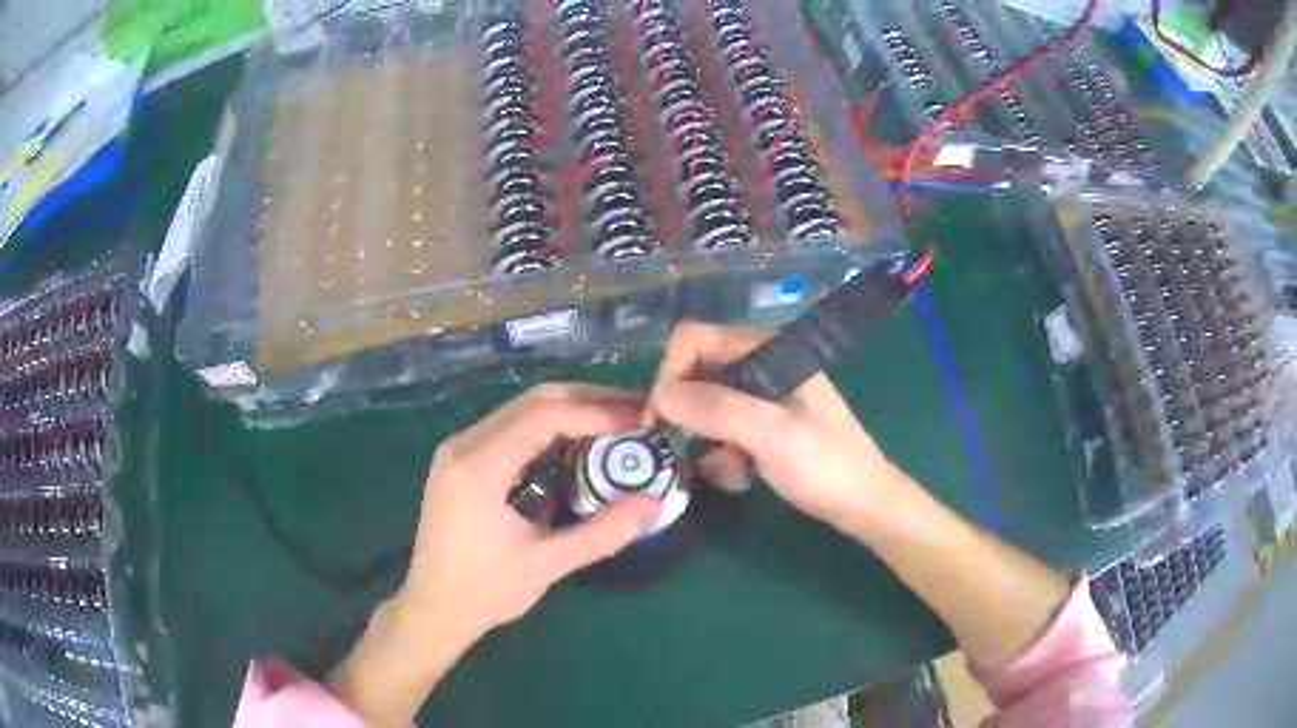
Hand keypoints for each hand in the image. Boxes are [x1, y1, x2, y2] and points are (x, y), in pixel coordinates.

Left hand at [328, 384, 659, 726]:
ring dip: (570, 410)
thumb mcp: (547, 564)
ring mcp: (458, 449)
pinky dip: (549, 427)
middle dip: (589, 401)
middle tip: (637, 411)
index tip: (640, 421)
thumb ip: (603, 532)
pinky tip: (577, 442)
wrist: (431, 610)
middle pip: (533, 401)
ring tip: (617, 422)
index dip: (597, 412)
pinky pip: (510, 428)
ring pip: (521, 410)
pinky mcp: (460, 461)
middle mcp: (463, 444)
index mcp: (478, 465)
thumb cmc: (484, 592)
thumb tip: (655, 503)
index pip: (545, 416)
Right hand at [647, 322, 910, 534]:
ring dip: (705, 441)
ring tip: (729, 470)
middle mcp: (760, 362)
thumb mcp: (772, 435)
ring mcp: (762, 394)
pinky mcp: (762, 423)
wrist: (864, 504)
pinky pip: (721, 429)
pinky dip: (722, 454)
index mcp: (767, 348)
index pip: (694, 339)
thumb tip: (661, 397)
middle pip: (695, 372)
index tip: (662, 421)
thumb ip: (717, 409)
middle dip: (687, 415)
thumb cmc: (826, 465)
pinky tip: (741, 477)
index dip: (670, 375)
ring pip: (704, 406)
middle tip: (683, 452)